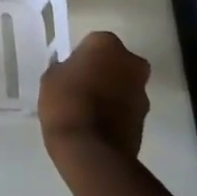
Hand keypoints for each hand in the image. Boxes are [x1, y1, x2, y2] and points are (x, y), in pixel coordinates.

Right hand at [38, 31, 150, 160]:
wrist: (91, 151)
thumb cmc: (65, 103)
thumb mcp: (51, 78)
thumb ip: (65, 68)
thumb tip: (72, 72)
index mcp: (106, 44)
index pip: (93, 43)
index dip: (82, 58)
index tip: (71, 72)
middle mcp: (131, 62)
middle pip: (115, 62)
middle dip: (104, 72)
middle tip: (82, 88)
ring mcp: (142, 92)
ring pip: (124, 85)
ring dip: (112, 93)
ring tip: (88, 112)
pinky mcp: (145, 119)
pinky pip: (127, 109)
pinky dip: (116, 113)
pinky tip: (97, 127)